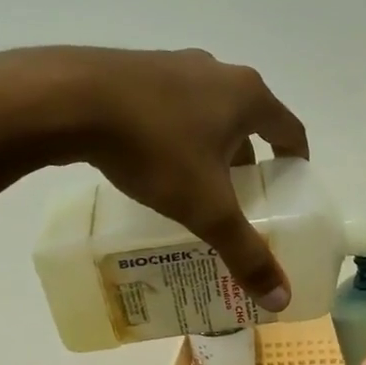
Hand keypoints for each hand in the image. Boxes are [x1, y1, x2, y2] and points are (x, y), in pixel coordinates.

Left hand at [0, 47, 309, 309]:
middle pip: (249, 122)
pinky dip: (176, 135)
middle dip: (249, 162)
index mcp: (247, 95)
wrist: (68, 100)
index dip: (296, 162)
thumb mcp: (206, 208)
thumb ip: (246, 252)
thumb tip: (281, 300)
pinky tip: (155, 164)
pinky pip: (171, 107)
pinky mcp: (136, 68)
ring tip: (197, 186)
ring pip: (208, 113)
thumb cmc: (155, 148)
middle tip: (241, 199)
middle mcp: (217, 71)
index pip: (290, 129)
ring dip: (211, 147)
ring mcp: (174, 64)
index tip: (291, 189)